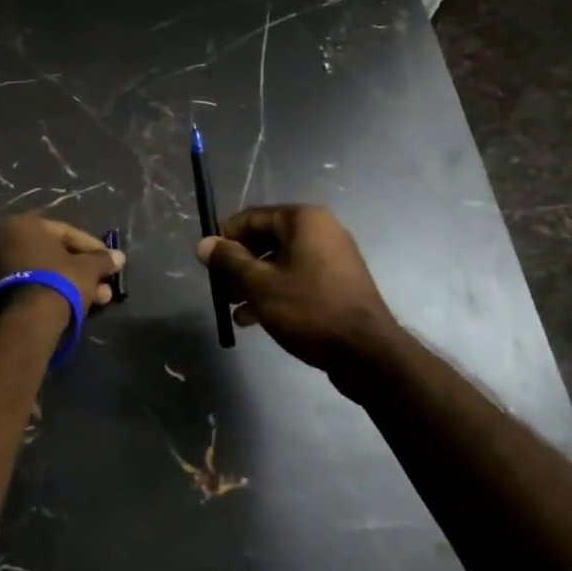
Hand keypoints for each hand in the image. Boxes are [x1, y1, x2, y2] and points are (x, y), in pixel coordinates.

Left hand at [0, 214, 124, 312]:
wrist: (26, 320)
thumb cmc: (59, 281)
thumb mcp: (87, 269)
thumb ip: (102, 260)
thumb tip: (119, 257)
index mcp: (23, 225)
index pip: (66, 233)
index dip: (92, 248)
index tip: (110, 260)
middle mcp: (3, 240)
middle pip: (53, 255)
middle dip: (82, 270)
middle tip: (104, 285)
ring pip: (43, 273)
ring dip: (71, 284)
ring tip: (98, 300)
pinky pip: (31, 286)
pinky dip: (52, 293)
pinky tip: (74, 305)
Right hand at [196, 205, 399, 379]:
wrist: (367, 353)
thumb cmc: (310, 310)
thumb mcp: (260, 285)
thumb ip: (229, 262)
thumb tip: (204, 244)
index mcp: (303, 220)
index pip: (252, 218)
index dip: (225, 237)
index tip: (207, 261)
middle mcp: (321, 231)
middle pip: (266, 240)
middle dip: (239, 264)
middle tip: (219, 288)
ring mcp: (332, 258)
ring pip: (280, 263)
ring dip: (253, 282)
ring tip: (233, 308)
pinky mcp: (337, 284)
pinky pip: (297, 279)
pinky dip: (275, 292)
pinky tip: (253, 319)